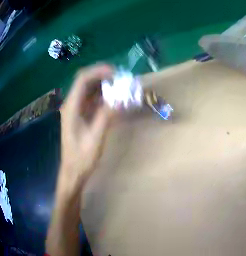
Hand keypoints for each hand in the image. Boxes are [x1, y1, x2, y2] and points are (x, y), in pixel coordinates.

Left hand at [59, 64, 114, 188]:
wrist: (73, 172)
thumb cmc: (81, 158)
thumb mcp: (95, 139)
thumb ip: (106, 117)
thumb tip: (121, 99)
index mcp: (71, 107)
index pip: (83, 79)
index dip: (98, 71)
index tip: (115, 74)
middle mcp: (71, 104)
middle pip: (86, 81)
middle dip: (102, 77)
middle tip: (119, 80)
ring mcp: (74, 109)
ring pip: (88, 89)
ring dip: (103, 86)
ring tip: (118, 89)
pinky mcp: (79, 115)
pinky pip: (90, 100)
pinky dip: (101, 97)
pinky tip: (110, 101)